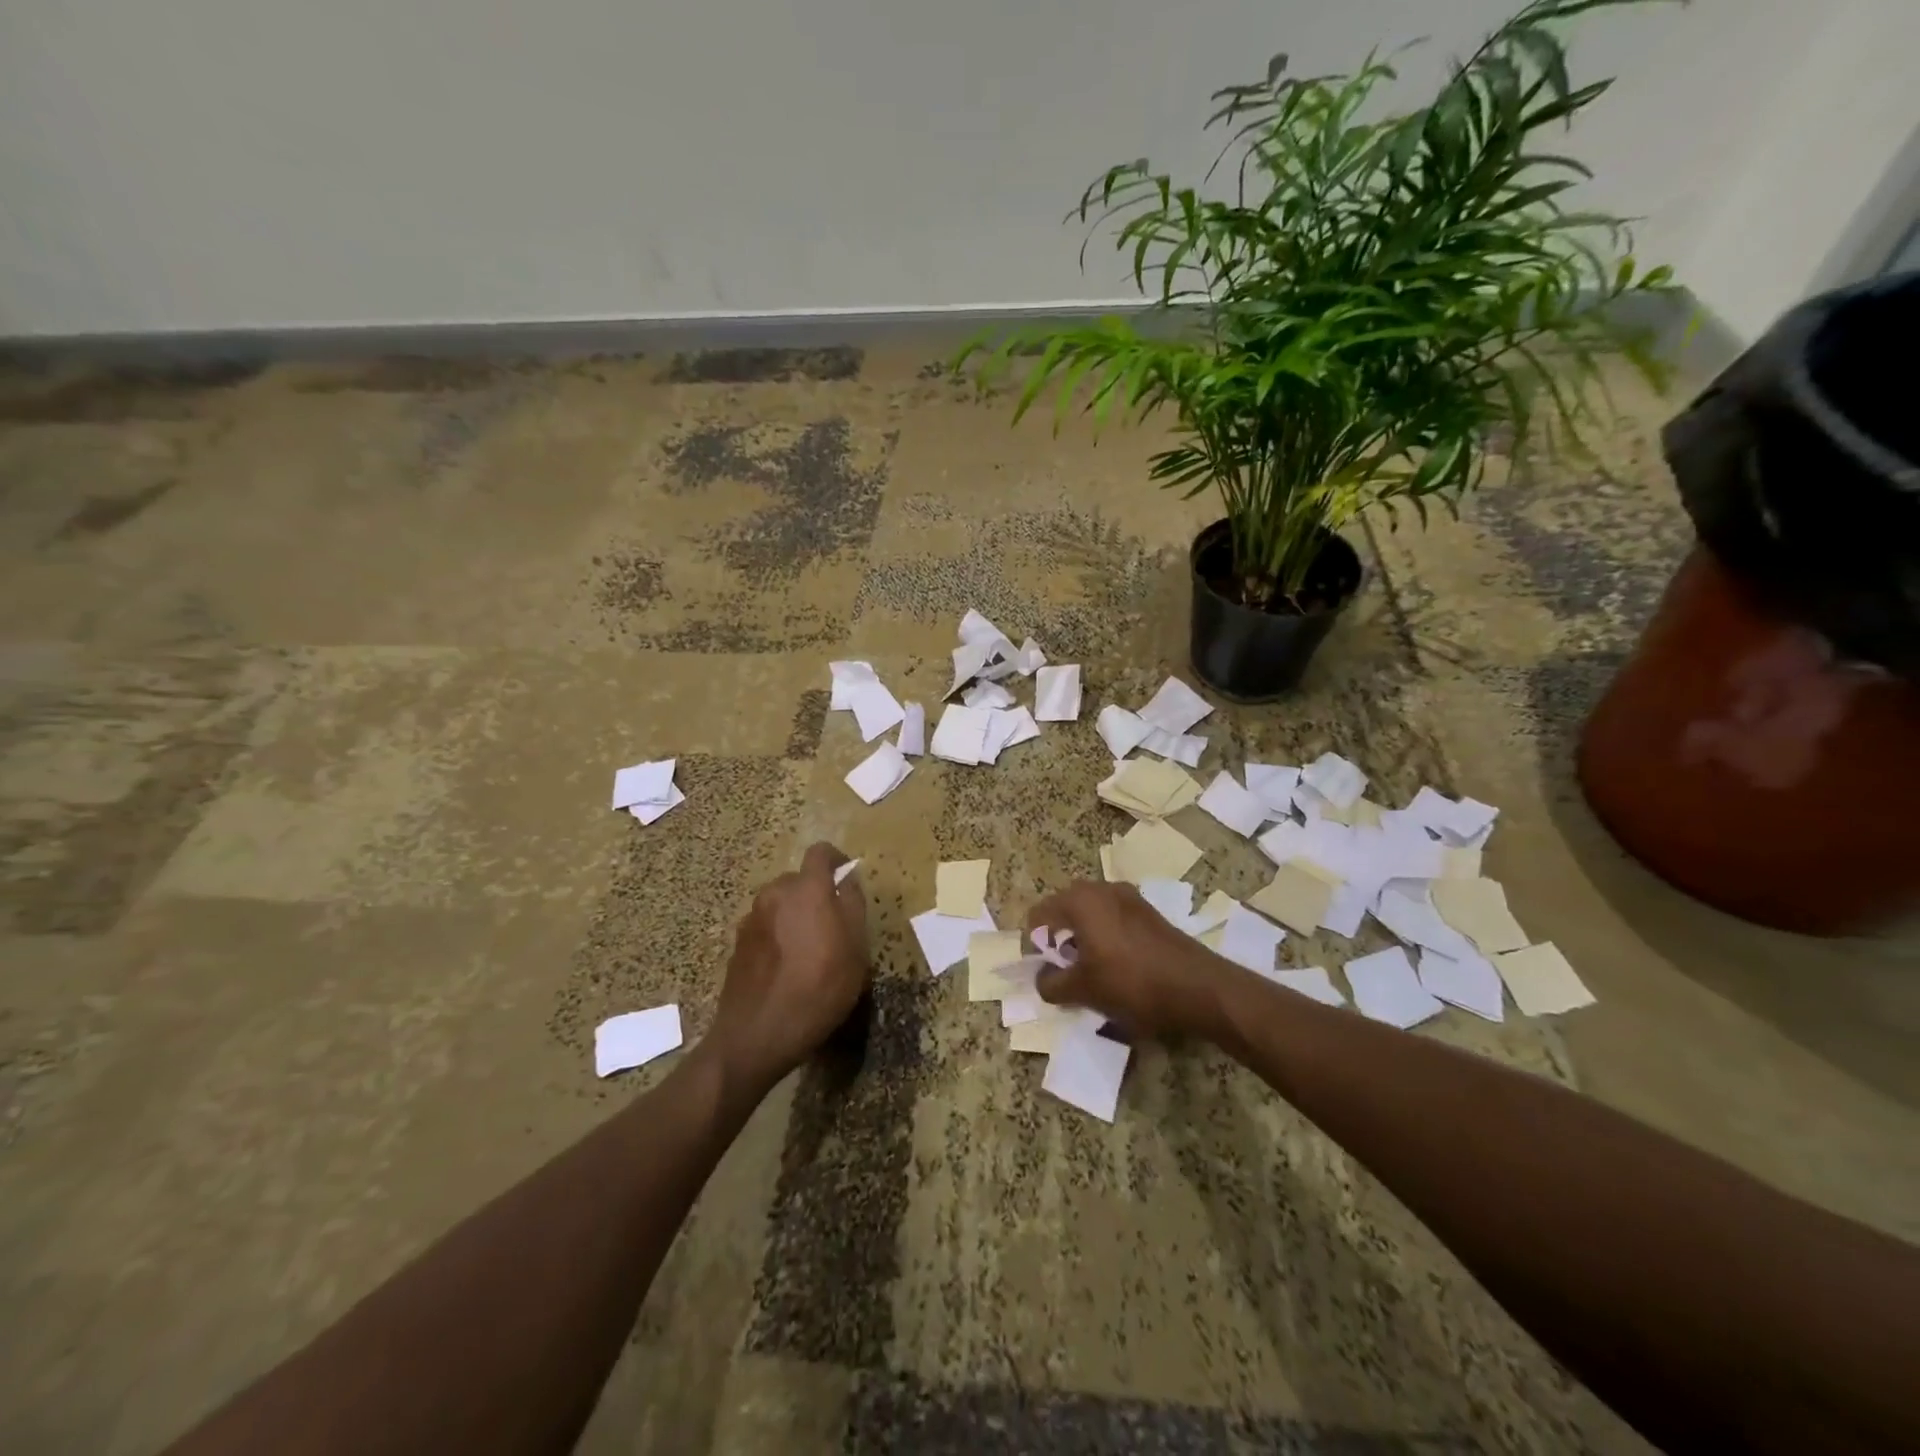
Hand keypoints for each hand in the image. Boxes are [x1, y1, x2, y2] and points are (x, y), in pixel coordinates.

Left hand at [708, 842, 870, 1092]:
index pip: (821, 852)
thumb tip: (848, 878)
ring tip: (809, 950)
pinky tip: (786, 968)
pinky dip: (778, 935)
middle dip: (817, 894)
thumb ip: (853, 905)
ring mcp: (751, 918)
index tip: (848, 880)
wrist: (757, 1034)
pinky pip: (766, 926)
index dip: (837, 860)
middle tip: (833, 925)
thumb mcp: (855, 949)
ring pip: (781, 904)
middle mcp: (774, 894)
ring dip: (796, 915)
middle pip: (799, 880)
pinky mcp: (737, 943)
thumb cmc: (819, 989)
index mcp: (806, 889)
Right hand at [1025, 881, 1225, 1039]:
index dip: (1033, 946)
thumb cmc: (1132, 983)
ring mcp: (1128, 897)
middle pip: (1063, 912)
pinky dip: (1105, 940)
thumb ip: (1051, 984)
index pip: (1038, 915)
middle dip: (1058, 942)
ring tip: (1090, 975)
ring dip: (1082, 942)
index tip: (1042, 973)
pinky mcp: (1148, 912)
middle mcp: (1101, 888)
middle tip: (1064, 974)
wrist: (1199, 987)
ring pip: (1089, 916)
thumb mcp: (1083, 990)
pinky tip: (1116, 969)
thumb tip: (1042, 979)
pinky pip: (1112, 921)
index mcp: (1080, 899)